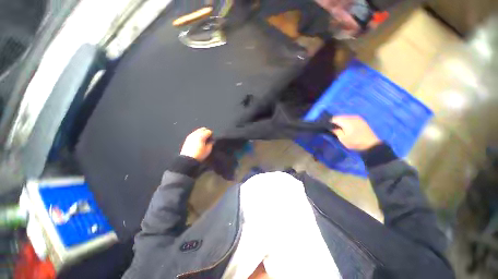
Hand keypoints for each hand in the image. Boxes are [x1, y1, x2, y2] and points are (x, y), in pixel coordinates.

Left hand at [180, 127, 213, 161]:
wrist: (188, 159)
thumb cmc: (199, 155)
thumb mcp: (208, 150)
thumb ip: (211, 143)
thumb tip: (211, 141)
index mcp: (202, 136)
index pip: (209, 131)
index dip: (211, 135)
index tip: (212, 139)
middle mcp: (196, 134)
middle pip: (203, 129)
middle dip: (206, 132)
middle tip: (208, 138)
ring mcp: (191, 135)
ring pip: (198, 131)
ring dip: (201, 133)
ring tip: (203, 140)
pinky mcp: (187, 138)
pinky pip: (194, 134)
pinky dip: (197, 135)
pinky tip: (198, 141)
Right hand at [331, 115, 380, 150]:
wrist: (371, 145)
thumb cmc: (355, 142)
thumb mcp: (343, 138)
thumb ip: (336, 131)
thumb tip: (330, 126)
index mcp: (347, 121)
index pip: (334, 118)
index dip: (329, 122)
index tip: (326, 127)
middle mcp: (352, 117)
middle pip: (340, 117)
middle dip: (335, 122)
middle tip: (332, 128)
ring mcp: (357, 118)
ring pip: (345, 117)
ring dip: (341, 122)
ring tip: (339, 128)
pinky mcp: (361, 120)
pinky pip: (350, 119)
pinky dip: (346, 122)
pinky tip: (346, 127)